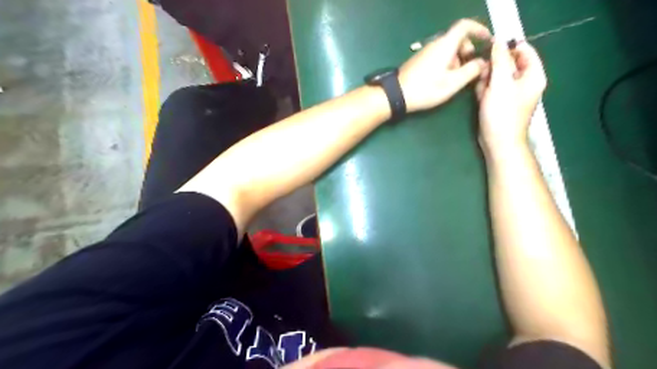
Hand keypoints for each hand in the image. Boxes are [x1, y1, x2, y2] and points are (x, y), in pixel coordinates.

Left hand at [398, 18, 489, 112]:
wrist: (397, 95)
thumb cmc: (426, 89)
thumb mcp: (453, 83)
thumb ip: (471, 71)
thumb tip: (483, 62)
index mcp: (445, 44)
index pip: (464, 26)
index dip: (478, 29)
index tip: (487, 39)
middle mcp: (435, 44)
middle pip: (457, 39)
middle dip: (467, 51)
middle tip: (471, 68)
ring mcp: (425, 52)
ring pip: (447, 49)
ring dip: (457, 60)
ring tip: (456, 79)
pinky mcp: (419, 61)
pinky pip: (438, 56)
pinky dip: (446, 63)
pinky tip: (443, 80)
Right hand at [476, 41, 546, 154]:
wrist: (498, 142)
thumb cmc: (502, 113)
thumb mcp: (500, 83)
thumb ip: (500, 61)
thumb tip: (498, 41)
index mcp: (533, 75)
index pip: (524, 50)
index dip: (507, 47)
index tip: (489, 50)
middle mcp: (524, 82)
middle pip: (509, 63)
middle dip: (493, 67)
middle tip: (484, 76)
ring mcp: (511, 93)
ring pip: (497, 75)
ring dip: (486, 80)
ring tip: (482, 90)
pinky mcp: (500, 102)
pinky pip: (492, 88)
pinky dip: (484, 90)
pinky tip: (480, 97)